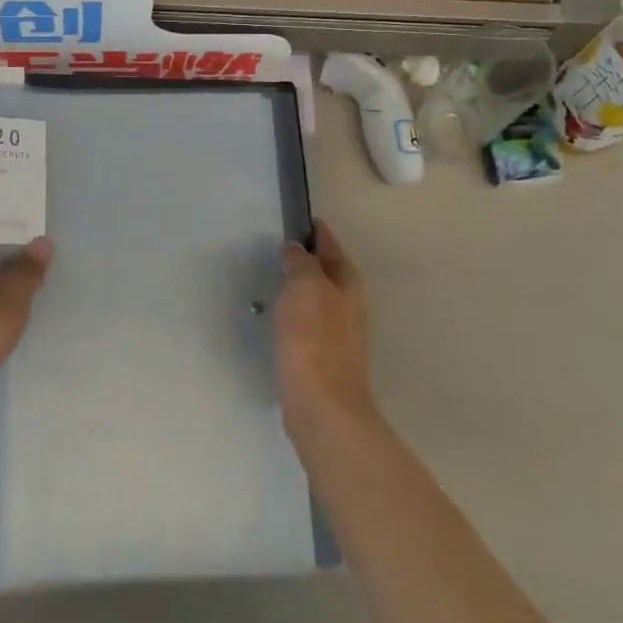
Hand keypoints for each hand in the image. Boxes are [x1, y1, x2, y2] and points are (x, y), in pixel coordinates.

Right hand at [275, 221, 380, 444]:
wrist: (322, 406)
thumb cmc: (314, 338)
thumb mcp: (306, 286)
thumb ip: (301, 263)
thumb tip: (296, 250)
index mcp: (349, 283)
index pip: (331, 245)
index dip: (315, 230)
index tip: (297, 217)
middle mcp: (349, 304)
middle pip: (326, 271)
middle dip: (307, 258)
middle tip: (278, 246)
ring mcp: (338, 333)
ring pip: (317, 297)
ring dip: (299, 286)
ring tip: (273, 277)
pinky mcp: (323, 356)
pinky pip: (307, 321)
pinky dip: (294, 311)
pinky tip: (277, 315)